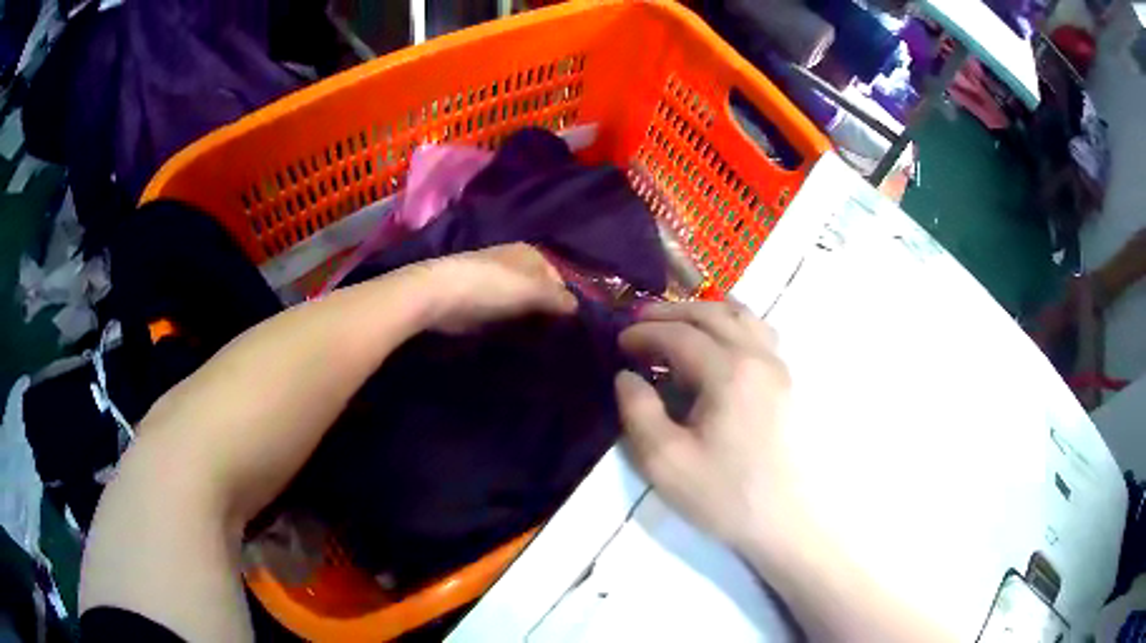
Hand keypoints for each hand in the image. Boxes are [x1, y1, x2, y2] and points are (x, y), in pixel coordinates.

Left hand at [421, 243, 577, 333]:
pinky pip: (506, 315)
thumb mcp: (531, 290)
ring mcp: (495, 283)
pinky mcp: (480, 302)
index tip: (570, 325)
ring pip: (523, 304)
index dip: (566, 299)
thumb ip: (558, 298)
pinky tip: (517, 340)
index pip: (559, 277)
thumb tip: (577, 307)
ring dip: (530, 321)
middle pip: (541, 291)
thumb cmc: (489, 286)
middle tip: (557, 337)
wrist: (437, 295)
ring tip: (540, 343)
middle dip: (548, 311)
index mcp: (529, 254)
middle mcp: (514, 264)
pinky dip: (512, 325)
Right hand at [615, 301, 794, 551]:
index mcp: (730, 372)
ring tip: (676, 322)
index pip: (679, 335)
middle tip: (637, 321)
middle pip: (711, 314)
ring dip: (703, 311)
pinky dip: (733, 322)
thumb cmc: (724, 495)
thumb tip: (627, 377)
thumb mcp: (665, 462)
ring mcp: (779, 366)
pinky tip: (720, 338)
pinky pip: (760, 332)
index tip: (618, 341)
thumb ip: (638, 412)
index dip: (644, 333)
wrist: (785, 522)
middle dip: (669, 312)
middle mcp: (759, 356)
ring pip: (741, 316)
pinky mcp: (788, 381)